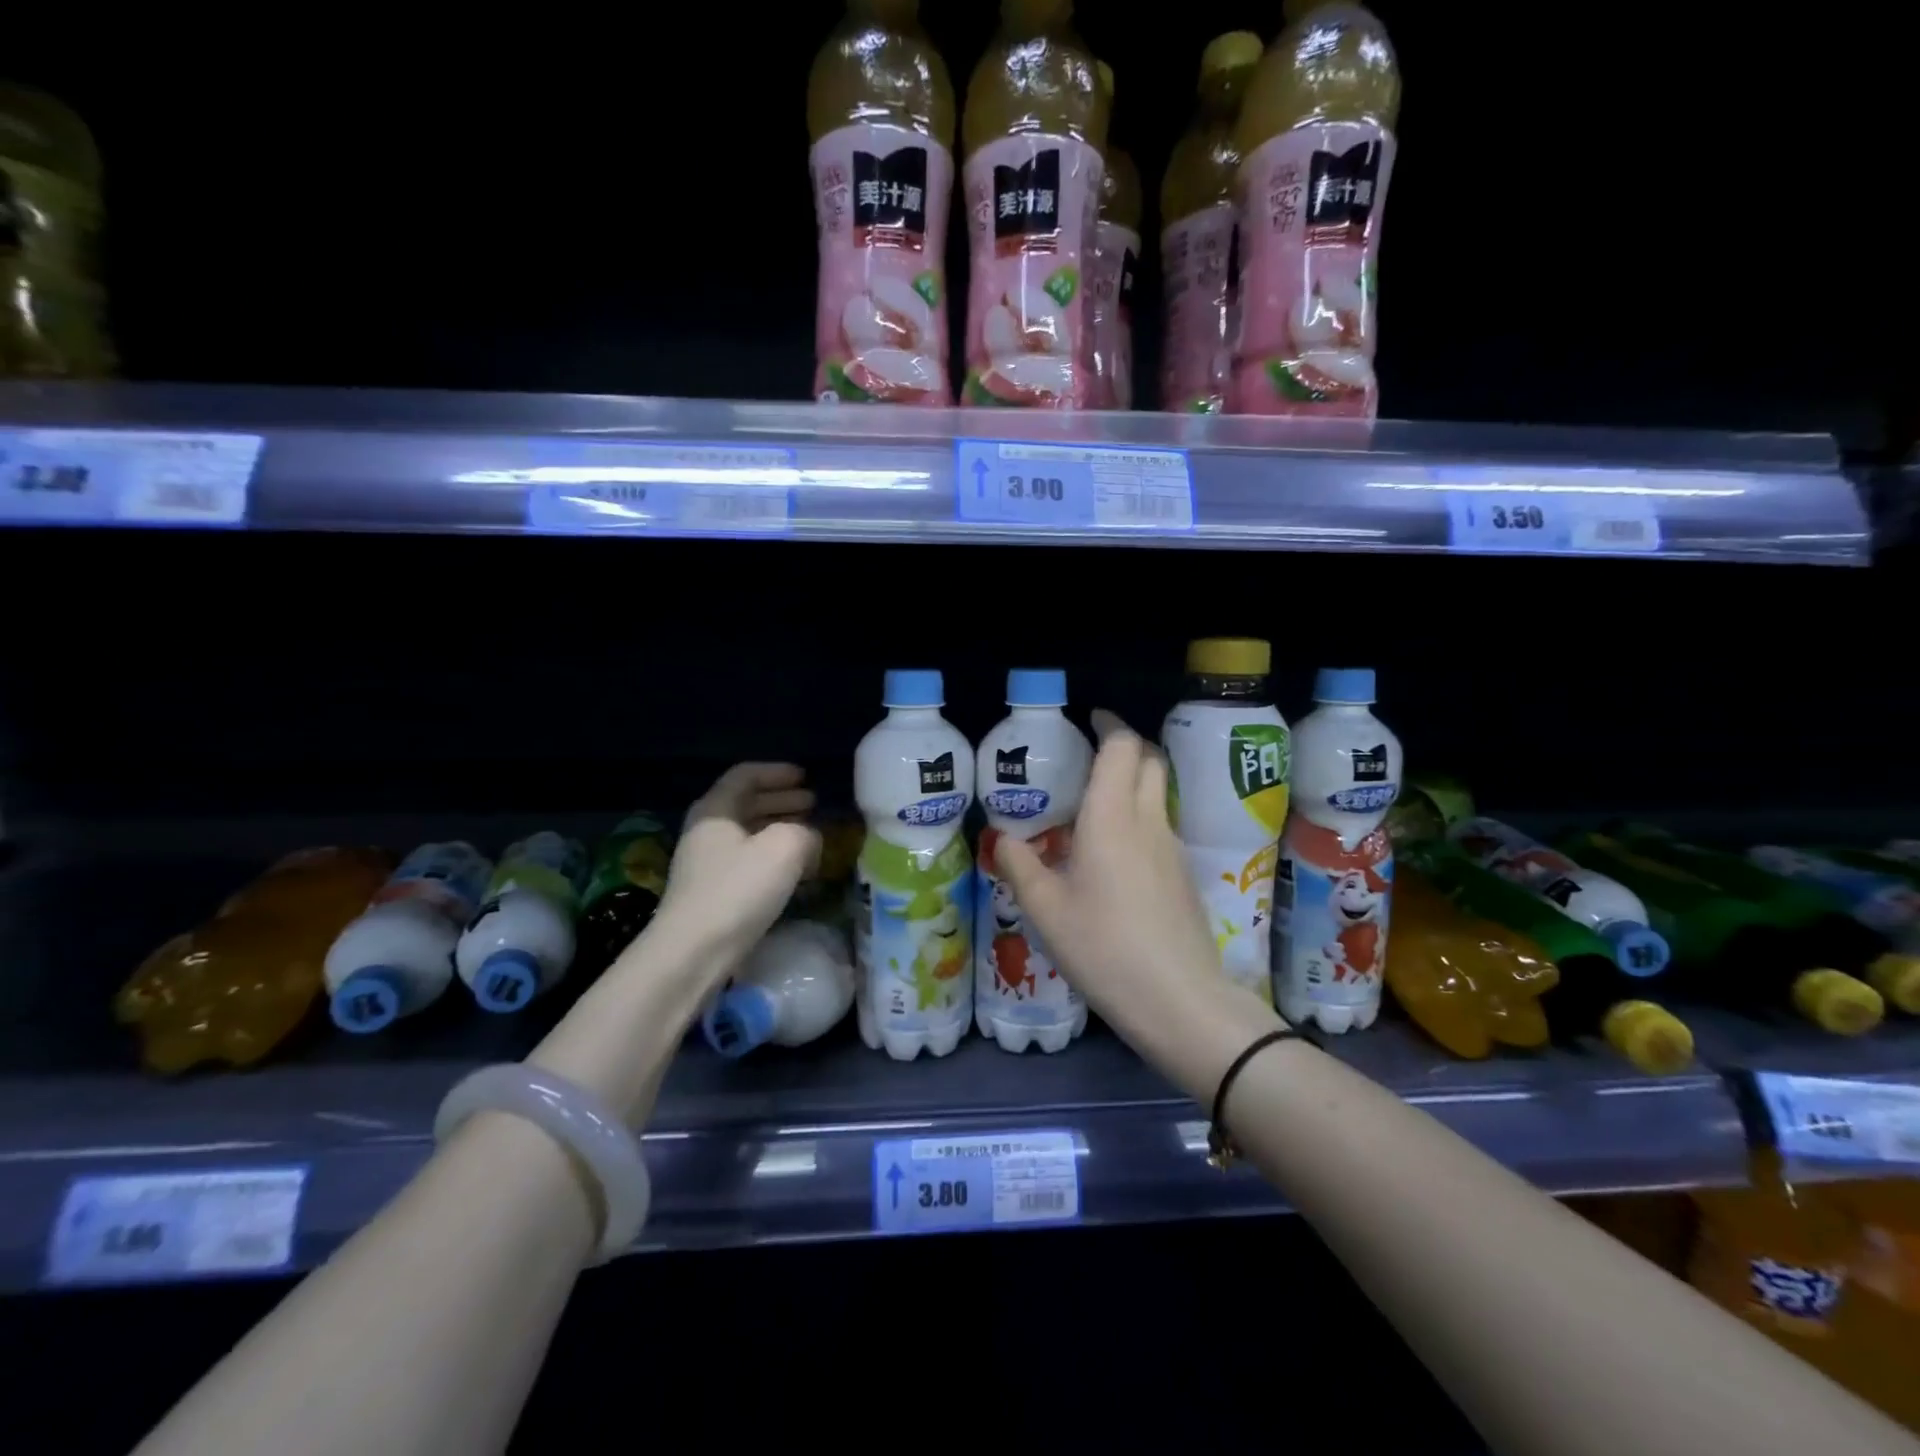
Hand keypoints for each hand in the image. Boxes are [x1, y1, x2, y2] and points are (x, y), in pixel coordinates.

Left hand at [655, 763, 820, 977]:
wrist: (693, 953)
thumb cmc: (738, 890)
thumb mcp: (785, 847)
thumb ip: (805, 832)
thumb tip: (809, 837)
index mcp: (715, 810)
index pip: (745, 775)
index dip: (777, 772)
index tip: (805, 777)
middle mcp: (706, 832)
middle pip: (745, 803)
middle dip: (781, 800)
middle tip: (812, 803)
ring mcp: (705, 865)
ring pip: (747, 834)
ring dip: (779, 829)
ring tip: (809, 834)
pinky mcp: (711, 894)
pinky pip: (746, 861)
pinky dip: (772, 856)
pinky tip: (793, 870)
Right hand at [995, 712, 1281, 1094]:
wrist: (1179, 1000)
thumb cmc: (1103, 947)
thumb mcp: (1045, 910)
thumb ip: (1019, 867)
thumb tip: (1001, 839)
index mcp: (1112, 817)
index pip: (1122, 746)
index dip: (1109, 724)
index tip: (1089, 719)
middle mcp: (1148, 821)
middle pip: (1150, 760)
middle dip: (1125, 745)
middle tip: (1089, 756)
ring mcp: (1172, 847)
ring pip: (1158, 793)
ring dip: (1133, 782)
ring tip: (1093, 804)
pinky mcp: (1183, 874)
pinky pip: (1160, 825)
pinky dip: (1139, 816)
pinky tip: (1113, 852)